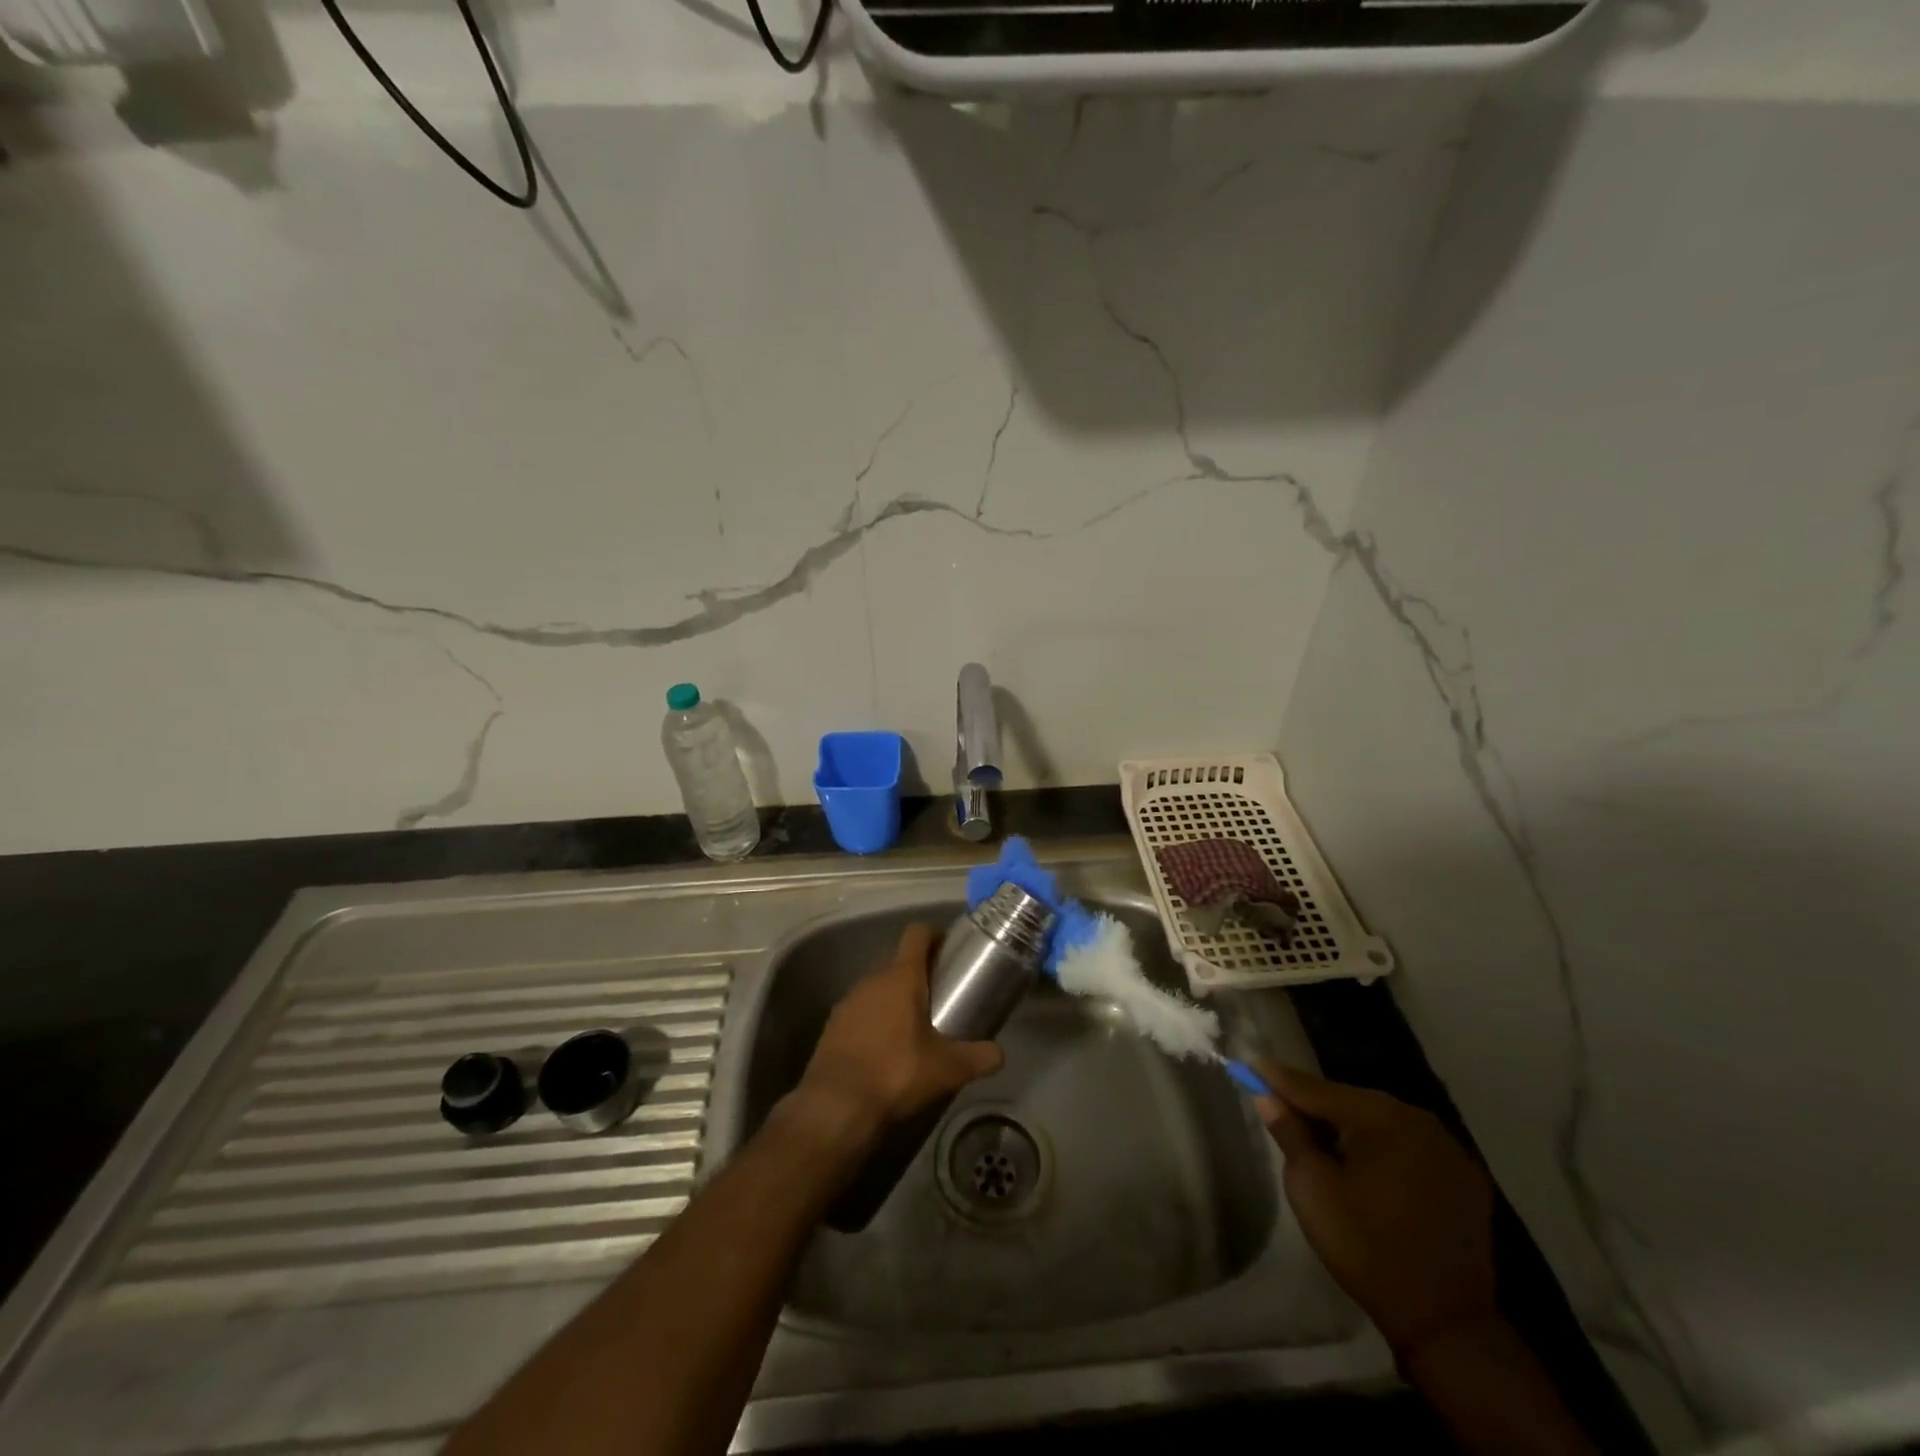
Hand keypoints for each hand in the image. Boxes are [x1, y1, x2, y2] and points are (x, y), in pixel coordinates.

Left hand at [795, 923, 1003, 1141]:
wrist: (835, 1106)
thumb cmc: (896, 1073)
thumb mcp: (947, 1069)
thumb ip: (978, 1057)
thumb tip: (999, 1054)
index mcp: (901, 976)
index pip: (916, 933)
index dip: (935, 935)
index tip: (950, 950)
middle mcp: (872, 979)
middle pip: (898, 961)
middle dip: (919, 973)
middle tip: (941, 996)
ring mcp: (848, 1001)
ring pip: (878, 987)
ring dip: (896, 998)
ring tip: (915, 1026)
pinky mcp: (833, 1025)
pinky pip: (861, 1011)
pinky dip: (875, 1020)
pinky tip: (886, 1049)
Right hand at [1255, 1064, 1498, 1358]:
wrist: (1446, 1324)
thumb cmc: (1366, 1247)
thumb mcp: (1312, 1187)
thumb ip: (1290, 1133)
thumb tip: (1266, 1095)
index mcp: (1384, 1118)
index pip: (1319, 1089)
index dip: (1282, 1080)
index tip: (1253, 1065)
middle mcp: (1421, 1121)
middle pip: (1352, 1101)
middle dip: (1317, 1104)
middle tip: (1283, 1106)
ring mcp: (1449, 1150)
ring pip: (1382, 1123)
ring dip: (1350, 1126)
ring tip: (1321, 1138)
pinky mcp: (1464, 1180)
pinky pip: (1409, 1147)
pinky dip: (1382, 1149)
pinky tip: (1366, 1166)